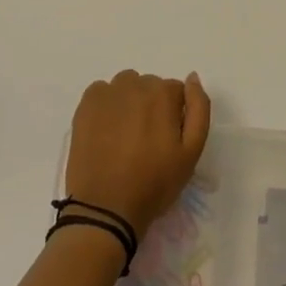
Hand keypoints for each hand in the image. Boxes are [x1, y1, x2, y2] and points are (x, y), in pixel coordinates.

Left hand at [65, 70, 211, 233]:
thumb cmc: (154, 183)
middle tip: (146, 140)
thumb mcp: (192, 151)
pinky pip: (102, 92)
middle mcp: (135, 84)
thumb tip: (192, 77)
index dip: (174, 115)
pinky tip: (106, 130)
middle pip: (150, 86)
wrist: (105, 208)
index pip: (176, 91)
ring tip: (125, 134)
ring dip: (130, 101)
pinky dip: (107, 104)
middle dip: (152, 106)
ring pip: (126, 86)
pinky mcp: (85, 105)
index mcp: (163, 94)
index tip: (167, 139)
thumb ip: (199, 109)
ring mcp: (107, 93)